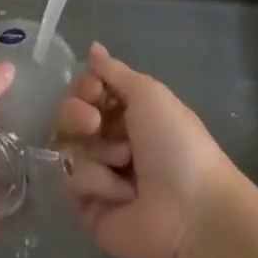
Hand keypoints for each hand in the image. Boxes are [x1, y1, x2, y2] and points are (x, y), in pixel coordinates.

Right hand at [57, 42, 239, 257]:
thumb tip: (92, 46)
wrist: (192, 211)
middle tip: (94, 124)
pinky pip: (70, 183)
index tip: (94, 90)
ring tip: (123, 163)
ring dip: (96, 151)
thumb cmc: (175, 143)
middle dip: (76, 114)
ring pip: (66, 147)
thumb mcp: (148, 93)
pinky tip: (124, 194)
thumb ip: (113, 71)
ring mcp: (96, 175)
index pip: (84, 92)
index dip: (83, 88)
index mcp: (125, 114)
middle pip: (68, 117)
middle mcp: (108, 141)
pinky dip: (97, 183)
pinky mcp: (87, 208)